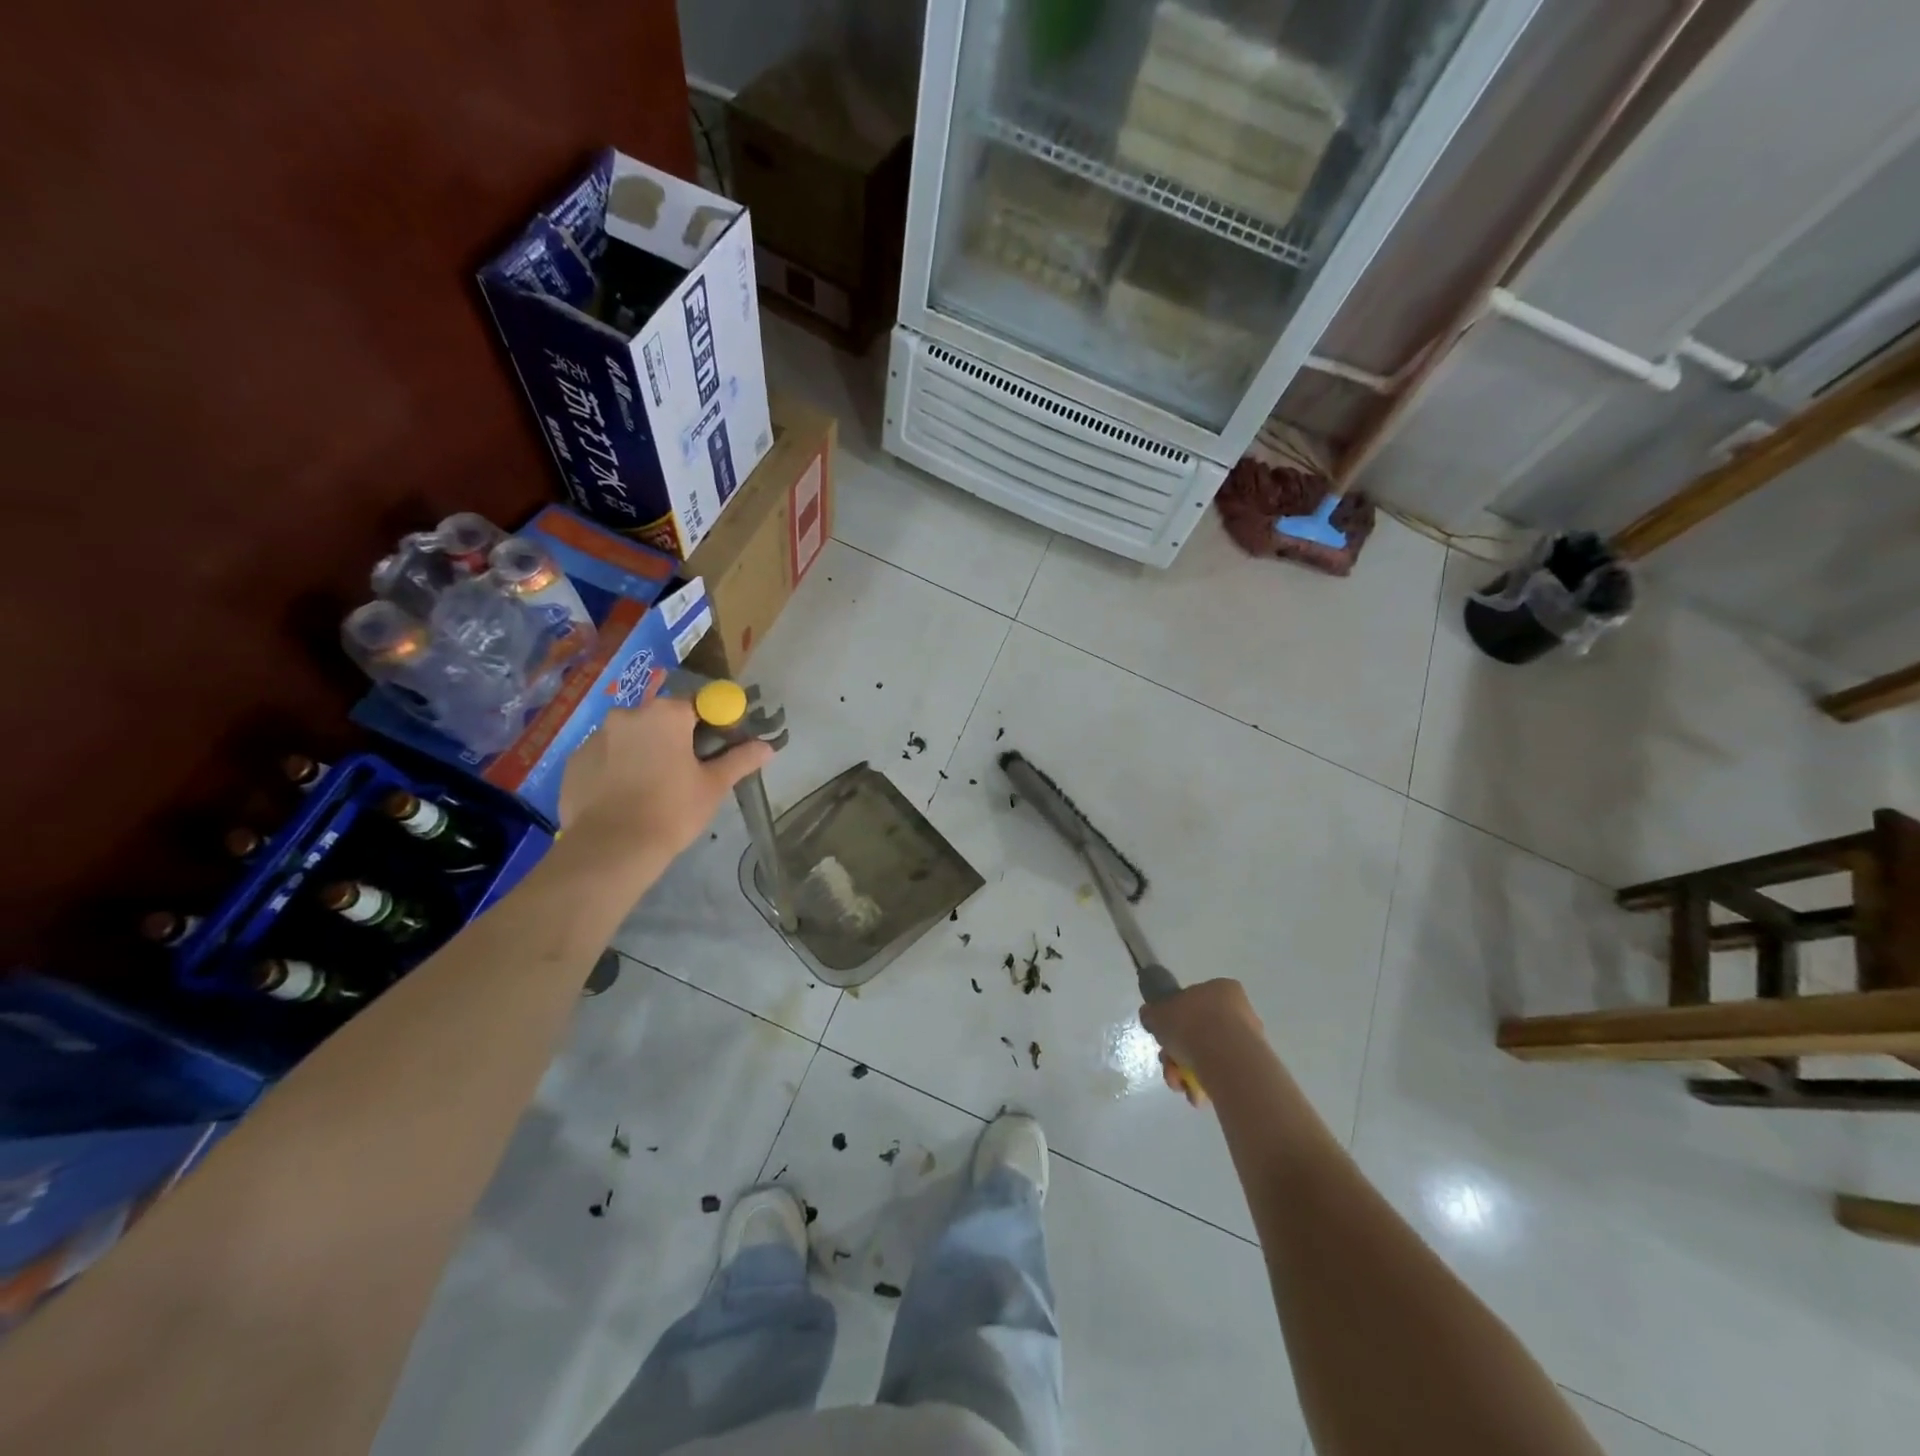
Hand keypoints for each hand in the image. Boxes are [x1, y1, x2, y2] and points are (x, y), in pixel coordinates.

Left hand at [558, 696, 773, 865]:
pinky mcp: (574, 760)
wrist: (611, 848)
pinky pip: (604, 756)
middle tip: (684, 770)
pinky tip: (623, 796)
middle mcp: (628, 714)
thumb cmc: (672, 810)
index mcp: (666, 714)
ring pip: (629, 736)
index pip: (697, 704)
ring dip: (642, 751)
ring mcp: (596, 736)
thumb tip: (768, 747)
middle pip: (660, 718)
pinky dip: (615, 768)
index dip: (710, 723)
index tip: (715, 747)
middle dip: (673, 737)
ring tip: (650, 787)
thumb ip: (740, 760)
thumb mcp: (713, 786)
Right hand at [1140, 979, 1265, 1102]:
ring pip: (1209, 1055)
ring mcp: (1249, 1041)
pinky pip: (1222, 1074)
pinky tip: (1196, 1094)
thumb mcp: (1158, 1012)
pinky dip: (1206, 1084)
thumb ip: (1153, 1013)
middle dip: (1179, 1052)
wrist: (1227, 1061)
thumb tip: (1150, 1015)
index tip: (1165, 1034)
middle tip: (1168, 1063)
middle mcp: (1240, 1011)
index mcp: (1221, 989)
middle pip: (1199, 1032)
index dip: (1175, 1019)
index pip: (1194, 1001)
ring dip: (1188, 1071)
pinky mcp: (1253, 1069)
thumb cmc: (1191, 1025)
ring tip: (1180, 1084)